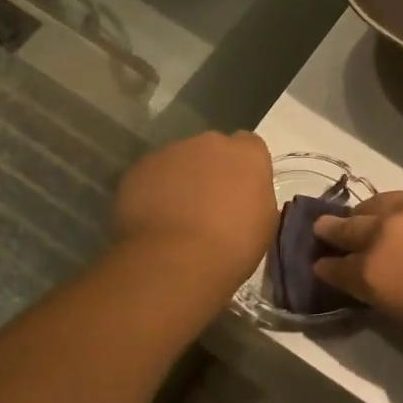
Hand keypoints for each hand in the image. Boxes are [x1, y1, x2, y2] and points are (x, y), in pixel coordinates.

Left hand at [113, 131, 275, 286]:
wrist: (175, 259)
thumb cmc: (232, 247)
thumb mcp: (263, 224)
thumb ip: (255, 197)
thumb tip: (242, 195)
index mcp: (247, 155)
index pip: (249, 146)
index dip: (244, 168)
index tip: (240, 192)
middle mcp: (210, 143)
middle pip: (212, 150)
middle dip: (211, 171)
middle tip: (208, 206)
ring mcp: (170, 152)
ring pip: (178, 161)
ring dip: (180, 181)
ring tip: (176, 217)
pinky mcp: (139, 168)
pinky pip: (151, 176)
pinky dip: (153, 192)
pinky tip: (154, 220)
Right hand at [314, 178, 402, 354]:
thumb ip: (388, 296)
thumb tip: (381, 282)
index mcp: (373, 274)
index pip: (335, 269)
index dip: (326, 268)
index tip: (321, 265)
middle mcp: (384, 233)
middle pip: (347, 227)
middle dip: (333, 230)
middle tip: (325, 228)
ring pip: (380, 201)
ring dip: (371, 211)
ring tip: (373, 214)